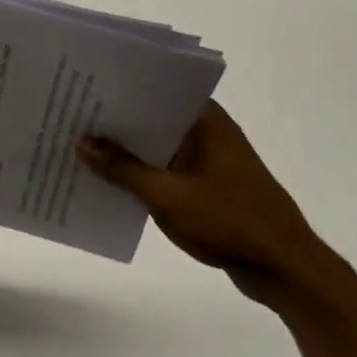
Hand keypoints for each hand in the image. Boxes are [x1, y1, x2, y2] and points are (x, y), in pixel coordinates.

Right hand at [76, 102, 339, 306]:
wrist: (285, 270)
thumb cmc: (228, 221)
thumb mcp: (166, 195)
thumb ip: (121, 168)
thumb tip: (81, 142)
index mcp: (205, 120)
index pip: (156, 89)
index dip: (119, 87)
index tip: (84, 86)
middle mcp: (208, 131)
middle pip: (153, 116)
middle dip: (116, 120)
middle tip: (71, 115)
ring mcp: (210, 159)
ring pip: (158, 144)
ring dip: (128, 148)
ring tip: (82, 145)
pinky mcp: (209, 184)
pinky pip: (167, 167)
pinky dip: (143, 170)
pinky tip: (111, 179)